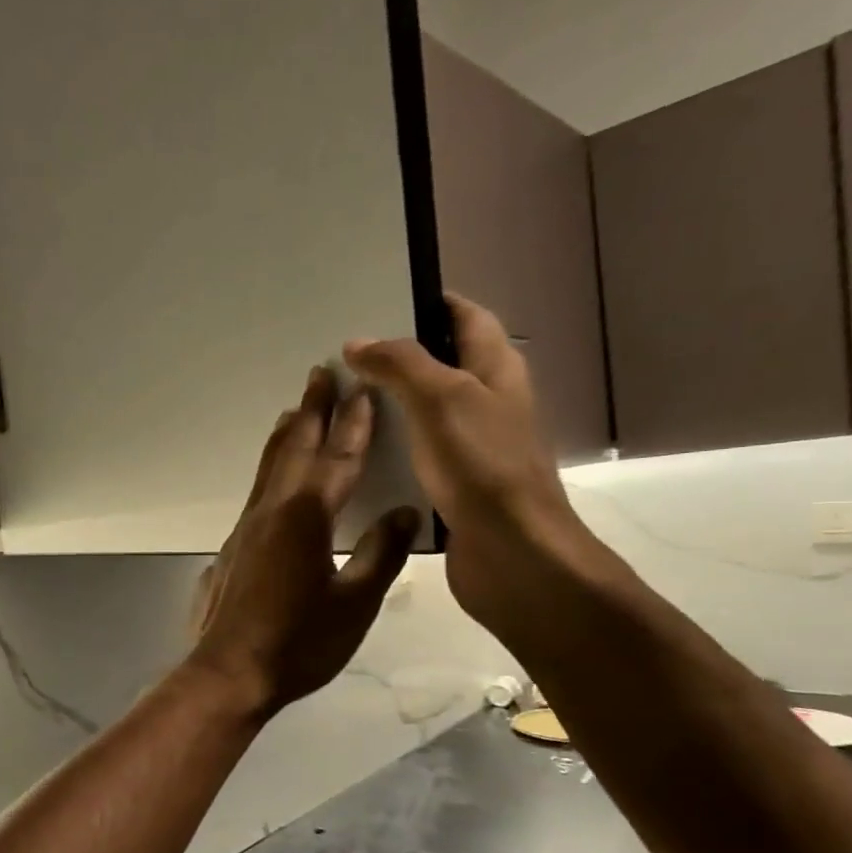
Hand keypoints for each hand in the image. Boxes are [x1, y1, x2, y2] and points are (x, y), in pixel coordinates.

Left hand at [187, 367, 419, 719]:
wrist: (230, 671)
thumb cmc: (299, 643)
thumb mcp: (354, 604)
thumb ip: (379, 554)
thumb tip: (403, 512)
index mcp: (306, 518)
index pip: (338, 460)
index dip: (354, 425)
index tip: (364, 391)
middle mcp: (273, 510)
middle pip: (296, 448)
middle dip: (312, 410)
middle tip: (320, 373)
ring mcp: (249, 525)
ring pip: (271, 465)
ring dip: (287, 432)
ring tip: (295, 408)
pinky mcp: (236, 544)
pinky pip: (259, 488)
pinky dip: (272, 465)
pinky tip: (275, 471)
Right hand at [344, 294, 600, 633]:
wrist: (511, 553)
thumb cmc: (482, 465)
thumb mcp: (441, 397)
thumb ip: (400, 363)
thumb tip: (358, 342)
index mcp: (496, 369)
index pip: (467, 317)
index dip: (430, 302)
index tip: (380, 299)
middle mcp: (488, 401)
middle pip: (444, 362)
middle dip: (398, 355)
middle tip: (344, 353)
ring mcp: (473, 445)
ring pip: (426, 410)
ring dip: (390, 402)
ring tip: (341, 397)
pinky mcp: (455, 484)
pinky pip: (418, 452)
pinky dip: (391, 445)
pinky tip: (356, 451)